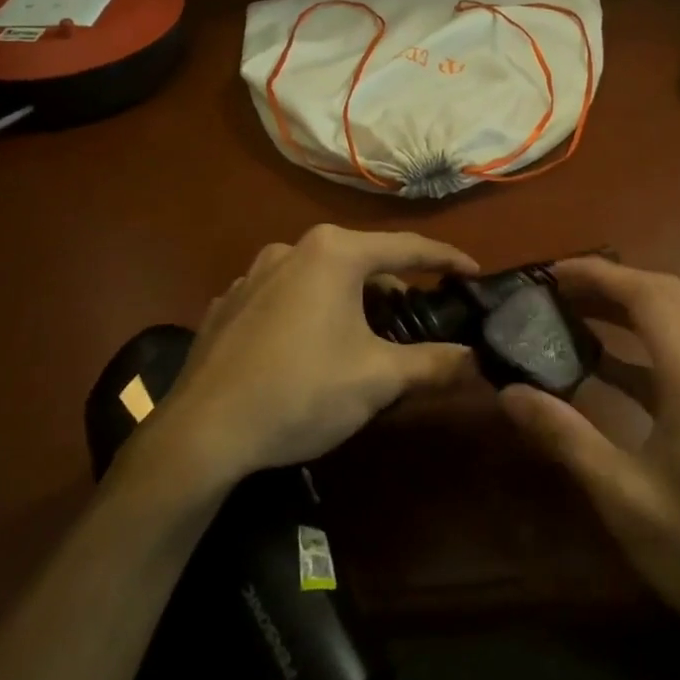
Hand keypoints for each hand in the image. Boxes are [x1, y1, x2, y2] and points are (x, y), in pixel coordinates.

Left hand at [154, 225, 478, 485]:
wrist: (202, 432)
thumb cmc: (302, 392)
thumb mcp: (378, 379)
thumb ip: (434, 363)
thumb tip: (477, 360)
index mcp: (334, 253)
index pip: (408, 247)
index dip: (446, 259)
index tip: (473, 272)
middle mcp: (292, 248)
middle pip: (362, 260)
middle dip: (394, 287)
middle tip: (415, 320)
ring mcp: (253, 273)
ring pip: (321, 277)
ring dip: (350, 299)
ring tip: (362, 338)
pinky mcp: (229, 302)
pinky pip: (286, 296)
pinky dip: (309, 311)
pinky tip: (308, 348)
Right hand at [498, 257, 679, 662]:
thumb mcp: (623, 496)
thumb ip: (565, 436)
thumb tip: (508, 391)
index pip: (648, 295)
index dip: (598, 275)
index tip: (548, 275)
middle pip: (662, 298)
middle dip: (607, 285)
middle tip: (551, 292)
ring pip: (667, 328)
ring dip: (619, 314)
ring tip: (564, 317)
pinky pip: (668, 362)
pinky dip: (630, 351)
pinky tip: (594, 369)